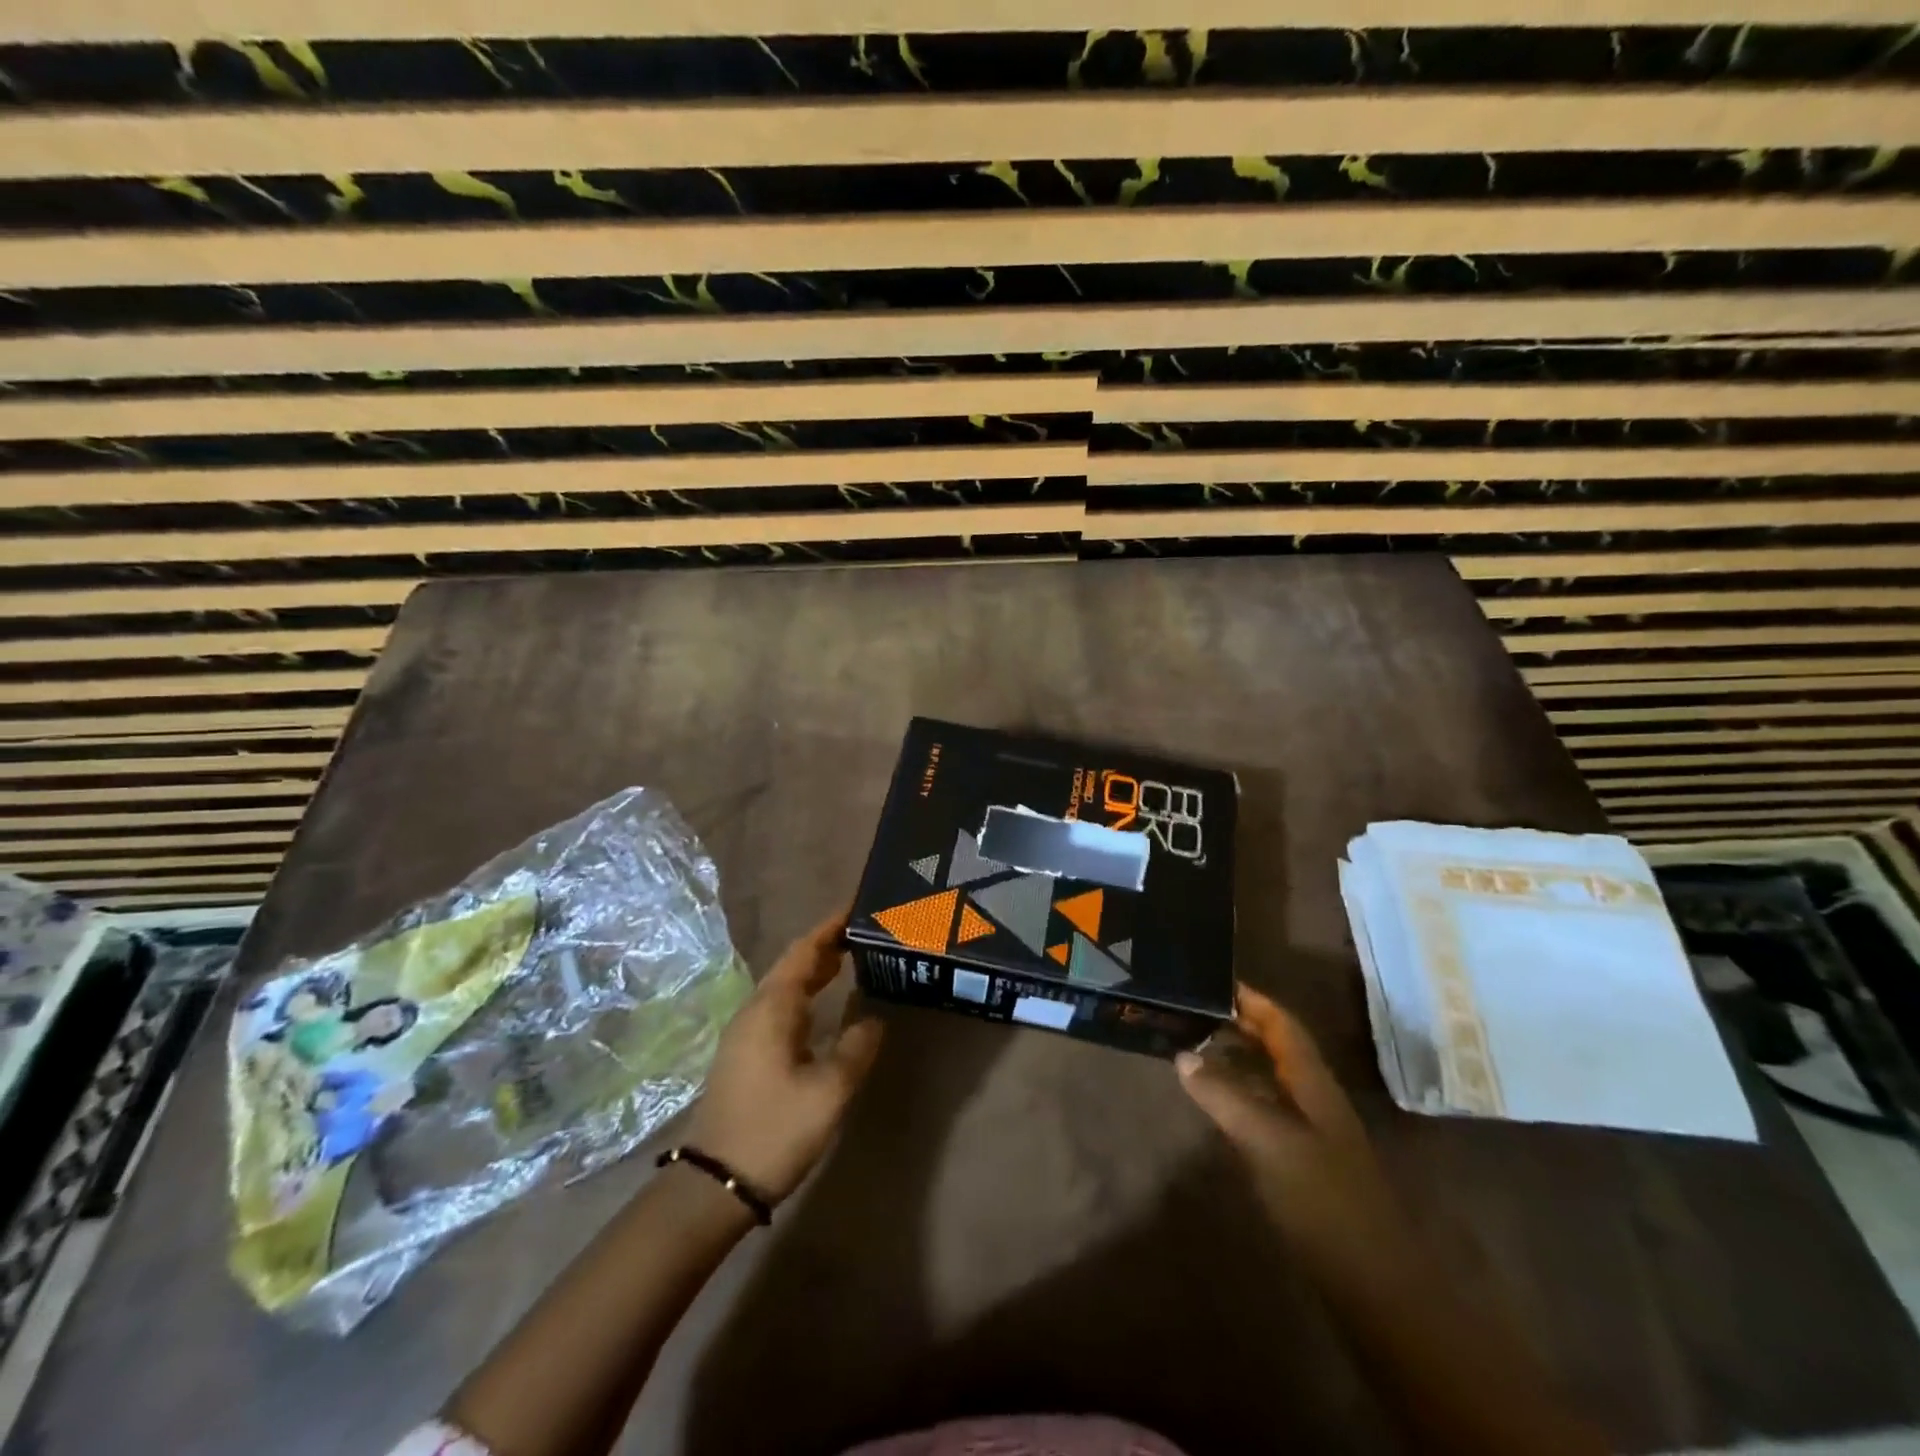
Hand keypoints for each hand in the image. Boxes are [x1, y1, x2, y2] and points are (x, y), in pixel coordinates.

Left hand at [684, 909, 883, 1202]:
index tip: (857, 907)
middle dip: (825, 945)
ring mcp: (745, 1034)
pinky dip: (804, 994)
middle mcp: (754, 1011)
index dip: (830, 927)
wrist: (715, 1185)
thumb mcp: (829, 1090)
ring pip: (784, 986)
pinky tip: (821, 1007)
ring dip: (814, 969)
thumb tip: (873, 1020)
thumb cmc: (775, 1130)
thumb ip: (856, 1048)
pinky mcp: (744, 1055)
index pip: (804, 951)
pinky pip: (778, 1007)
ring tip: (849, 959)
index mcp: (773, 1007)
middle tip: (863, 933)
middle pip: (792, 964)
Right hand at [1177, 984, 1413, 1281]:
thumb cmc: (1323, 1200)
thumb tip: (1183, 1055)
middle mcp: (1314, 1100)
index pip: (1283, 1025)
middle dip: (1242, 1024)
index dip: (1253, 1000)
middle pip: (1278, 1048)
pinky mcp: (1302, 1163)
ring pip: (1272, 1079)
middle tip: (1195, 1009)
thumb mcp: (1268, 1141)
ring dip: (1239, 1057)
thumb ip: (1224, 1095)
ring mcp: (1311, 1133)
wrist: (1374, 1284)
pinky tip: (1216, 1102)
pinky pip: (1266, 1110)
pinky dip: (1240, 1093)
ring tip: (1196, 1045)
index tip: (1215, 980)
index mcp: (1313, 1084)